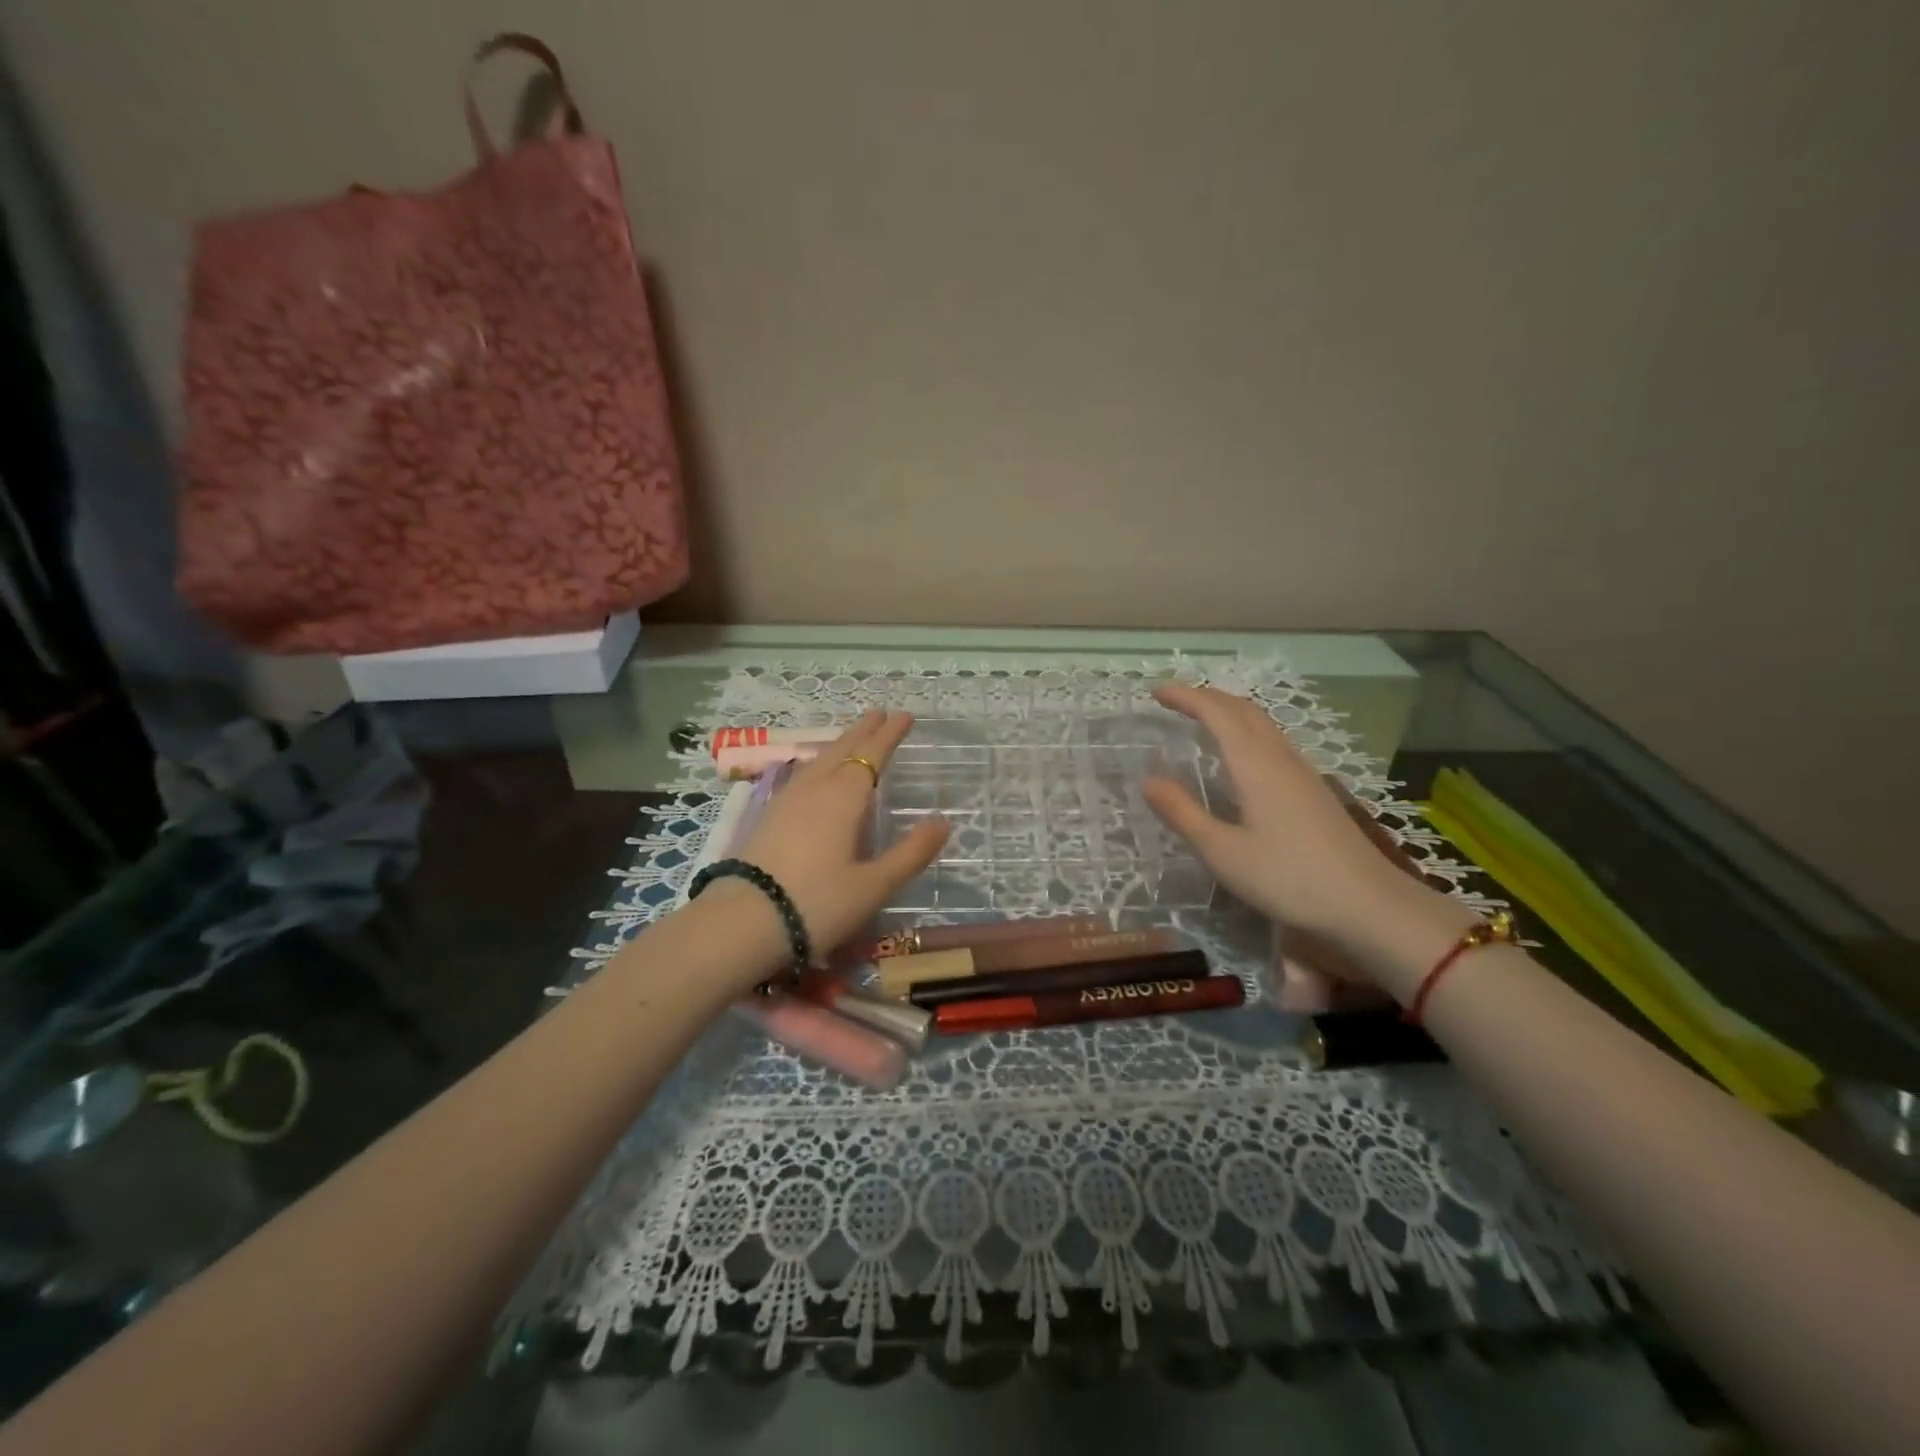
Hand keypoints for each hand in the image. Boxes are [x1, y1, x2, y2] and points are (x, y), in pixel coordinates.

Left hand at [730, 710, 949, 962]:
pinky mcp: (769, 817)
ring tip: (853, 737)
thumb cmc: (818, 904)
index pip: (872, 755)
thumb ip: (911, 853)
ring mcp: (787, 800)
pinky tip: (816, 774)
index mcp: (844, 798)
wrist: (744, 922)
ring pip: (819, 760)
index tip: (905, 715)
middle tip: (880, 712)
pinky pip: (803, 774)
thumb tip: (942, 821)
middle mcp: (815, 789)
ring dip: (840, 743)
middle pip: (842, 748)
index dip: (890, 735)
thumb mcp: (875, 885)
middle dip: (864, 730)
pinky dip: (820, 762)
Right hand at [1141, 683, 1409, 938]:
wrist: (1369, 905)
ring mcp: (1302, 773)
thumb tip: (1147, 780)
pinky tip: (1240, 758)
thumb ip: (1183, 813)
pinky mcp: (1313, 791)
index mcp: (1255, 765)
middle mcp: (1280, 758)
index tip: (1156, 691)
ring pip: (1262, 724)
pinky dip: (1246, 732)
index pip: (1217, 713)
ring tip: (1201, 720)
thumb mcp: (1223, 852)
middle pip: (1243, 710)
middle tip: (1173, 700)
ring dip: (1229, 712)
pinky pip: (1272, 743)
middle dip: (1207, 697)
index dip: (1186, 696)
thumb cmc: (1289, 878)